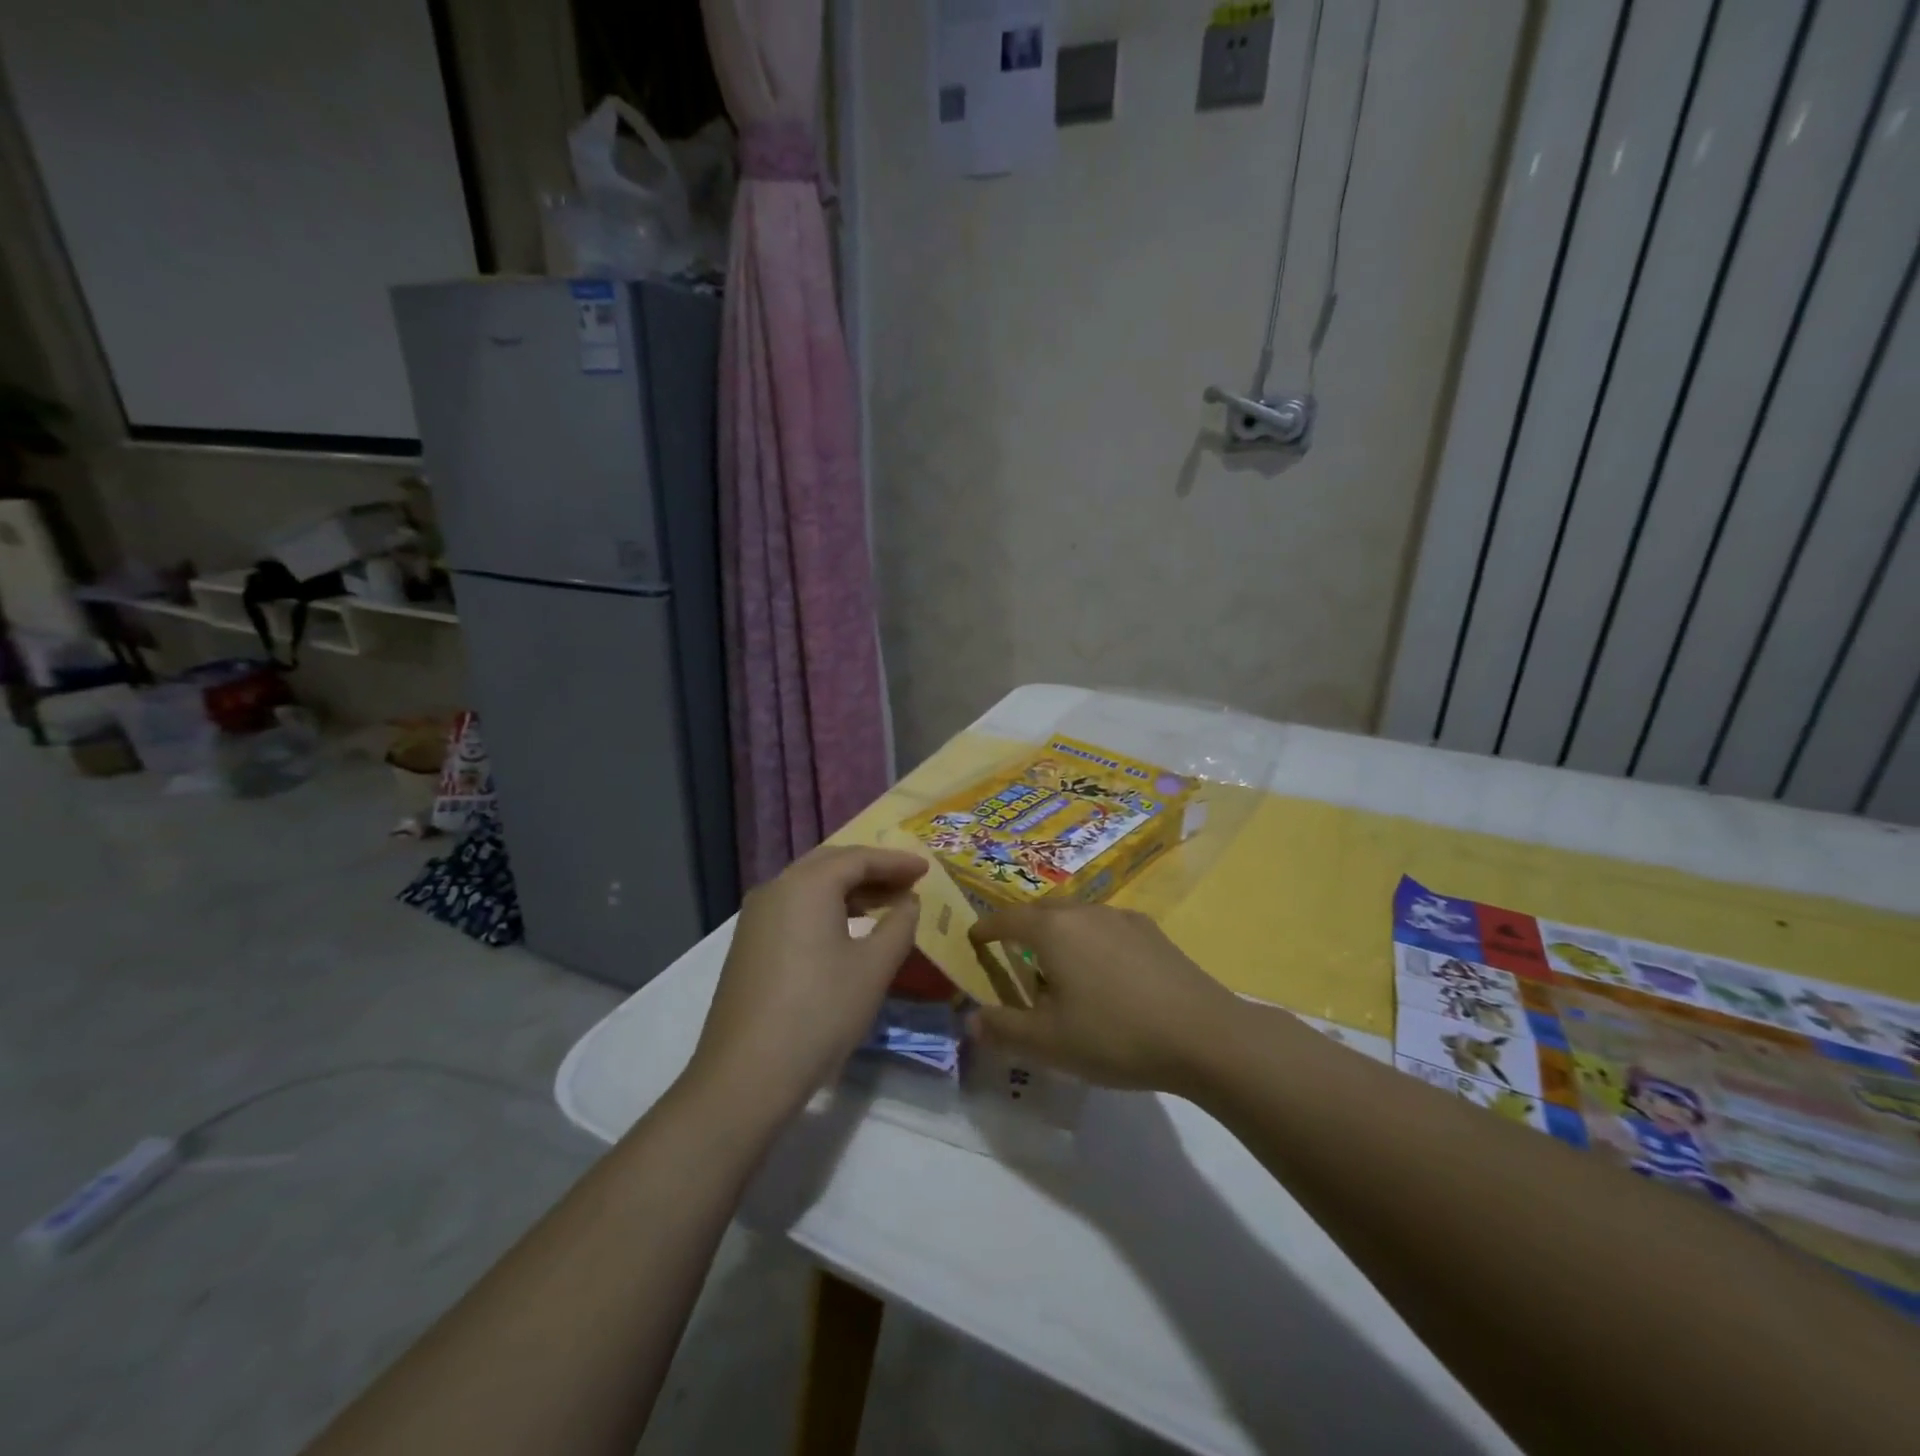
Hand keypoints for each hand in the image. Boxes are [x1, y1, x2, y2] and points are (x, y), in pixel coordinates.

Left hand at [684, 845, 927, 1123]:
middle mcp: (776, 888)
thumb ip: (899, 926)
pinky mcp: (749, 944)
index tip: (926, 869)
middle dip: (872, 870)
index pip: (859, 858)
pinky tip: (847, 929)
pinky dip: (826, 908)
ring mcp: (756, 917)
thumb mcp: (873, 968)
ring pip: (810, 887)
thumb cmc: (820, 1012)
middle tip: (907, 882)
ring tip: (886, 903)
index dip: (896, 861)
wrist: (746, 1074)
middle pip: (831, 864)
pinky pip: (795, 908)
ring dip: (849, 889)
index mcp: (806, 885)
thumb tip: (908, 902)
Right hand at [969, 904, 1237, 1092]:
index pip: (1006, 919)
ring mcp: (1123, 918)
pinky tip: (1105, 975)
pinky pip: (1107, 929)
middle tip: (1012, 956)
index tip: (973, 940)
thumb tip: (970, 1019)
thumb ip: (1003, 1029)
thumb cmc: (1115, 1035)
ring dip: (1059, 936)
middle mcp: (1085, 912)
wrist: (1205, 1036)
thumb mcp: (1049, 1043)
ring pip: (1077, 918)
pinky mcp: (1152, 933)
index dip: (985, 929)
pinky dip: (1092, 943)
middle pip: (1042, 913)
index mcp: (1053, 930)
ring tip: (1058, 969)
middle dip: (1022, 929)